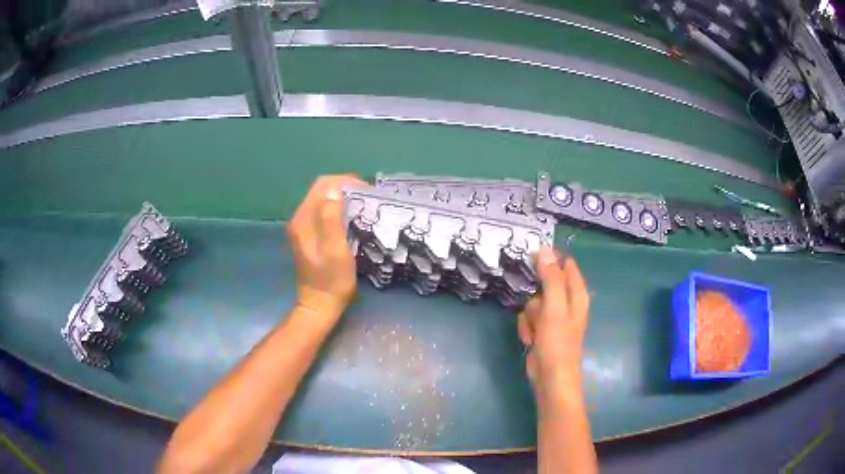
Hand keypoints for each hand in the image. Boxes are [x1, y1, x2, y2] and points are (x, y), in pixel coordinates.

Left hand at [287, 175, 366, 324]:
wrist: (319, 305)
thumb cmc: (331, 280)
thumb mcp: (335, 249)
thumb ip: (331, 218)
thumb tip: (335, 190)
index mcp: (304, 219)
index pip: (322, 185)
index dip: (344, 182)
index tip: (366, 191)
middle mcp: (299, 218)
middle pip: (321, 190)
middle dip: (344, 187)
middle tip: (367, 197)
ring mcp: (302, 227)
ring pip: (322, 200)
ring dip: (342, 197)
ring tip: (362, 205)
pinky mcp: (308, 235)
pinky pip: (322, 211)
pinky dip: (337, 208)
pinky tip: (350, 217)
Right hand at [518, 246, 590, 385]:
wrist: (551, 378)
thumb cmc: (557, 343)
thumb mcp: (554, 307)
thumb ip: (551, 278)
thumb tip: (544, 249)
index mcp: (577, 293)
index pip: (564, 264)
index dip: (548, 260)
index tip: (530, 259)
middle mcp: (568, 302)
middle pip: (545, 284)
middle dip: (535, 296)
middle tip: (535, 307)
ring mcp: (554, 317)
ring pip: (534, 302)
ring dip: (529, 316)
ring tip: (534, 330)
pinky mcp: (543, 330)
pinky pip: (529, 319)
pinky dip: (527, 328)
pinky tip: (530, 339)